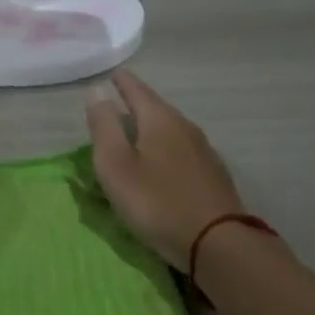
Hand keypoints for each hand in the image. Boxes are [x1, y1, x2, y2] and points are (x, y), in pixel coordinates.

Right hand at [85, 70, 248, 269]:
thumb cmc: (156, 202)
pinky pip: (181, 150)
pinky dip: (165, 148)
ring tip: (136, 131)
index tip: (113, 72)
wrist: (217, 242)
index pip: (137, 90)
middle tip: (119, 100)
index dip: (122, 82)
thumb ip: (104, 127)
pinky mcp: (212, 175)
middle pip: (156, 108)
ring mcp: (203, 151)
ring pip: (171, 129)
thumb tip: (97, 92)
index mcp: (159, 120)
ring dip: (152, 127)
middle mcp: (185, 127)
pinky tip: (161, 161)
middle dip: (137, 103)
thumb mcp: (116, 165)